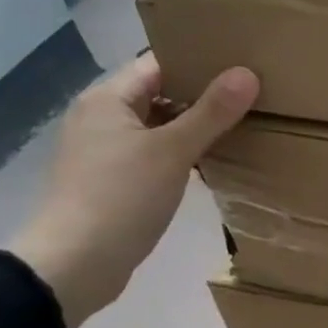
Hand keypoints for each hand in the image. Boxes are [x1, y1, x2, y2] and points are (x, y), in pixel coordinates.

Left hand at [9, 56, 258, 327]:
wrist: (76, 264)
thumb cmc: (121, 197)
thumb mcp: (172, 151)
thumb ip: (211, 112)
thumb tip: (247, 73)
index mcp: (107, 99)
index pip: (158, 64)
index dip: (198, 62)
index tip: (241, 65)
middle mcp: (101, 118)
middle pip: (159, 94)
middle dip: (202, 96)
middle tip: (251, 95)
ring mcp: (105, 151)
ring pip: (159, 126)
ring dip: (194, 127)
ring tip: (242, 125)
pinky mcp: (114, 181)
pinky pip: (155, 154)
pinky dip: (182, 153)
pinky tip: (212, 162)